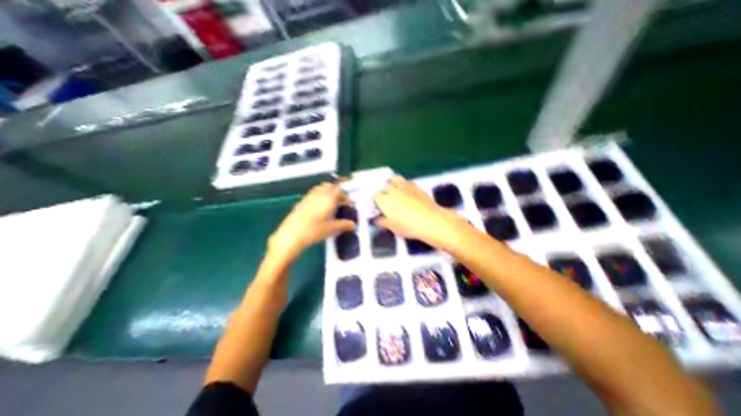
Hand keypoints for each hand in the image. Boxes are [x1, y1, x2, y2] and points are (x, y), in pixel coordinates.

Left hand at [270, 182, 355, 262]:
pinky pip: (312, 195)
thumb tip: (353, 224)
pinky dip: (318, 197)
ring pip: (320, 189)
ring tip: (331, 204)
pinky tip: (319, 209)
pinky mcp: (300, 203)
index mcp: (328, 198)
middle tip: (341, 201)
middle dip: (336, 191)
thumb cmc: (314, 231)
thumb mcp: (331, 229)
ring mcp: (308, 198)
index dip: (345, 195)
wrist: (291, 236)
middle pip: (329, 186)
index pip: (339, 190)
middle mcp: (318, 195)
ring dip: (327, 193)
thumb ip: (344, 225)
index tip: (349, 202)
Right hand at [374, 176, 464, 249]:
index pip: (375, 197)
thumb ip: (383, 222)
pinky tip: (406, 191)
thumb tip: (379, 220)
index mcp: (385, 200)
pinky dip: (403, 184)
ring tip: (392, 189)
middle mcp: (393, 190)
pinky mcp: (416, 186)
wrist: (431, 221)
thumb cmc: (410, 226)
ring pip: (394, 179)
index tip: (376, 206)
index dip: (375, 201)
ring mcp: (405, 186)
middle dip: (382, 191)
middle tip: (384, 199)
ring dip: (391, 183)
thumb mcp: (393, 227)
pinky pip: (406, 181)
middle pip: (383, 186)